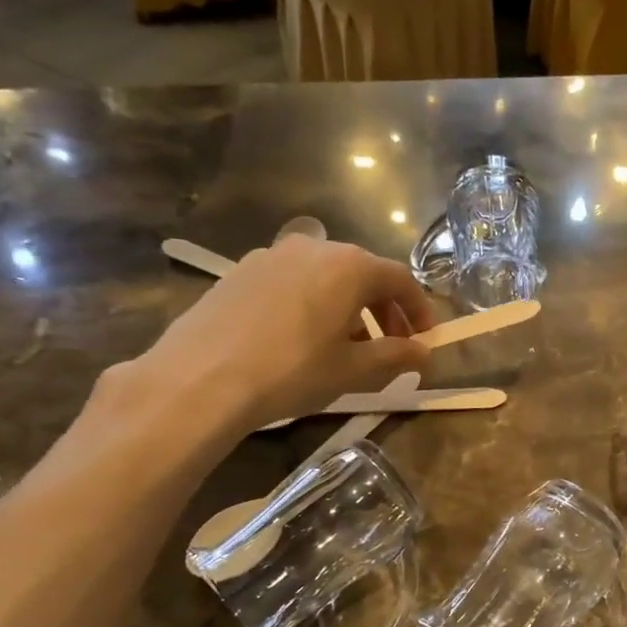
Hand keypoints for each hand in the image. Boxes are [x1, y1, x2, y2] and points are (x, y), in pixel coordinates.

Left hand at [114, 237, 434, 447]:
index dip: (420, 310)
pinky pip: (293, 283)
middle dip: (384, 311)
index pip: (400, 280)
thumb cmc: (292, 371)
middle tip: (391, 347)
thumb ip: (396, 356)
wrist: (200, 379)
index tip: (426, 339)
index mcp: (349, 265)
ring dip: (348, 309)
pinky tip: (301, 341)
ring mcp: (272, 255)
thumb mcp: (353, 370)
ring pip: (326, 278)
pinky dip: (312, 305)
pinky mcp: (240, 271)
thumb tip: (424, 353)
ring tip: (346, 349)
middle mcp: (313, 247)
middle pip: (363, 274)